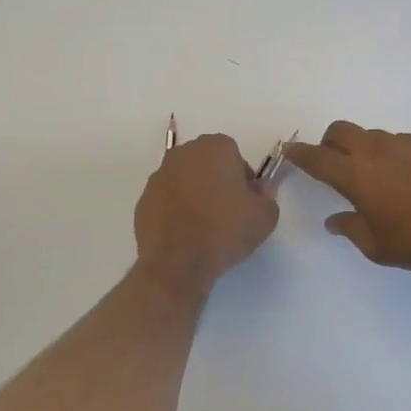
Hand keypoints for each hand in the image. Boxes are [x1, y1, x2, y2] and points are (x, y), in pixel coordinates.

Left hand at [134, 133, 278, 293]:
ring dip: (195, 195)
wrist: (177, 263)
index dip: (243, 179)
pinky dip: (177, 211)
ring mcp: (159, 176)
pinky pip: (168, 200)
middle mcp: (183, 154)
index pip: (235, 155)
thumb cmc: (225, 230)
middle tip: (228, 213)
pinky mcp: (143, 201)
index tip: (246, 202)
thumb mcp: (265, 216)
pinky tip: (185, 235)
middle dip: (218, 182)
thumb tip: (257, 192)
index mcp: (214, 147)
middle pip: (207, 164)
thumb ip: (267, 196)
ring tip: (205, 227)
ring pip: (186, 181)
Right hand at [283, 121, 410, 274]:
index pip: (318, 158)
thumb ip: (351, 228)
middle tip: (333, 162)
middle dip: (330, 142)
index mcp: (356, 175)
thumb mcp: (378, 247)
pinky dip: (396, 155)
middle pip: (341, 130)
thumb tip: (335, 220)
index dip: (300, 153)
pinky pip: (404, 143)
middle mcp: (378, 151)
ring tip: (379, 177)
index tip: (290, 149)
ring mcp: (408, 144)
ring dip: (365, 149)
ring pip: (374, 136)